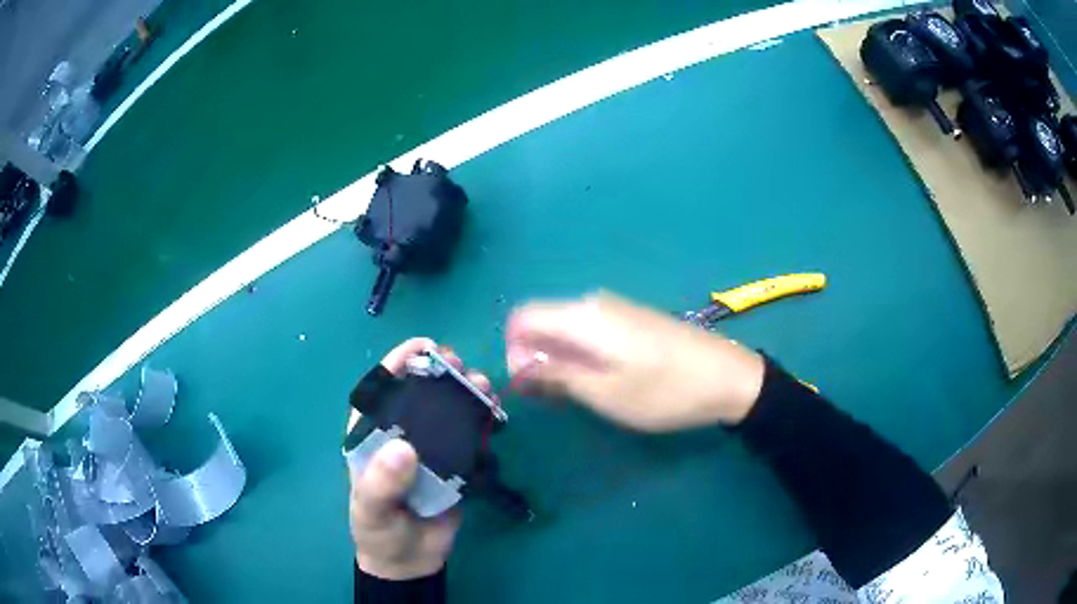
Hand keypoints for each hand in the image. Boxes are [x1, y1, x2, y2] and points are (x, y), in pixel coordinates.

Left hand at [348, 338, 495, 579]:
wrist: (410, 561)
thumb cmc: (379, 530)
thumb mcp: (372, 508)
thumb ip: (382, 482)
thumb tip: (404, 448)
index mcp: (371, 435)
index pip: (380, 388)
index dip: (398, 362)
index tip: (424, 346)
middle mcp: (401, 433)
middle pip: (420, 393)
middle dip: (440, 372)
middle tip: (459, 365)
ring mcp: (431, 449)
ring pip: (449, 411)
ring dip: (466, 392)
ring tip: (482, 387)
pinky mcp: (456, 465)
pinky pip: (470, 436)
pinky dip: (483, 420)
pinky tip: (493, 413)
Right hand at [505, 292, 764, 431]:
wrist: (729, 376)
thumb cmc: (665, 390)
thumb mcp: (605, 392)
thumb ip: (555, 375)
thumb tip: (517, 365)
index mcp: (582, 316)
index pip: (522, 318)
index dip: (513, 351)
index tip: (528, 386)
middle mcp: (594, 303)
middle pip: (543, 323)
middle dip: (536, 359)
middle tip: (554, 398)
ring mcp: (616, 309)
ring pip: (566, 329)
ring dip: (559, 360)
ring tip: (579, 395)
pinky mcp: (632, 320)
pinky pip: (590, 332)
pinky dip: (582, 355)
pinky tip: (603, 380)